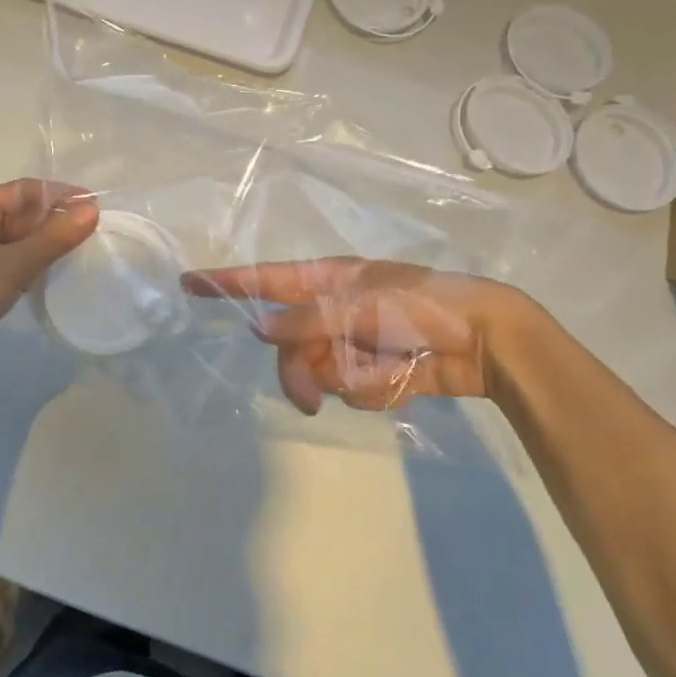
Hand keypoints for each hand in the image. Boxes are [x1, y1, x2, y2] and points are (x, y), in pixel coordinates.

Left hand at [0, 179, 97, 394]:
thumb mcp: (12, 267)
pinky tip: (48, 276)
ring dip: (43, 244)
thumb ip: (53, 238)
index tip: (96, 209)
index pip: (26, 189)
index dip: (62, 196)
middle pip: (20, 211)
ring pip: (14, 237)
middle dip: (54, 221)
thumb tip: (91, 211)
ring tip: (79, 256)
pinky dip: (27, 262)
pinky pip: (5, 258)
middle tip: (93, 237)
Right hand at [182, 258, 545, 413]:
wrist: (487, 339)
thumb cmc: (424, 305)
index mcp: (328, 280)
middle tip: (311, 397)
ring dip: (347, 380)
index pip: (265, 279)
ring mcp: (353, 342)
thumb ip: (310, 320)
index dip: (226, 283)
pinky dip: (375, 389)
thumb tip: (260, 331)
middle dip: (300, 371)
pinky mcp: (374, 372)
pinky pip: (352, 389)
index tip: (188, 284)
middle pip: (288, 344)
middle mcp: (333, 310)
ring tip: (386, 372)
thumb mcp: (364, 305)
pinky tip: (404, 376)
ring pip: (318, 372)